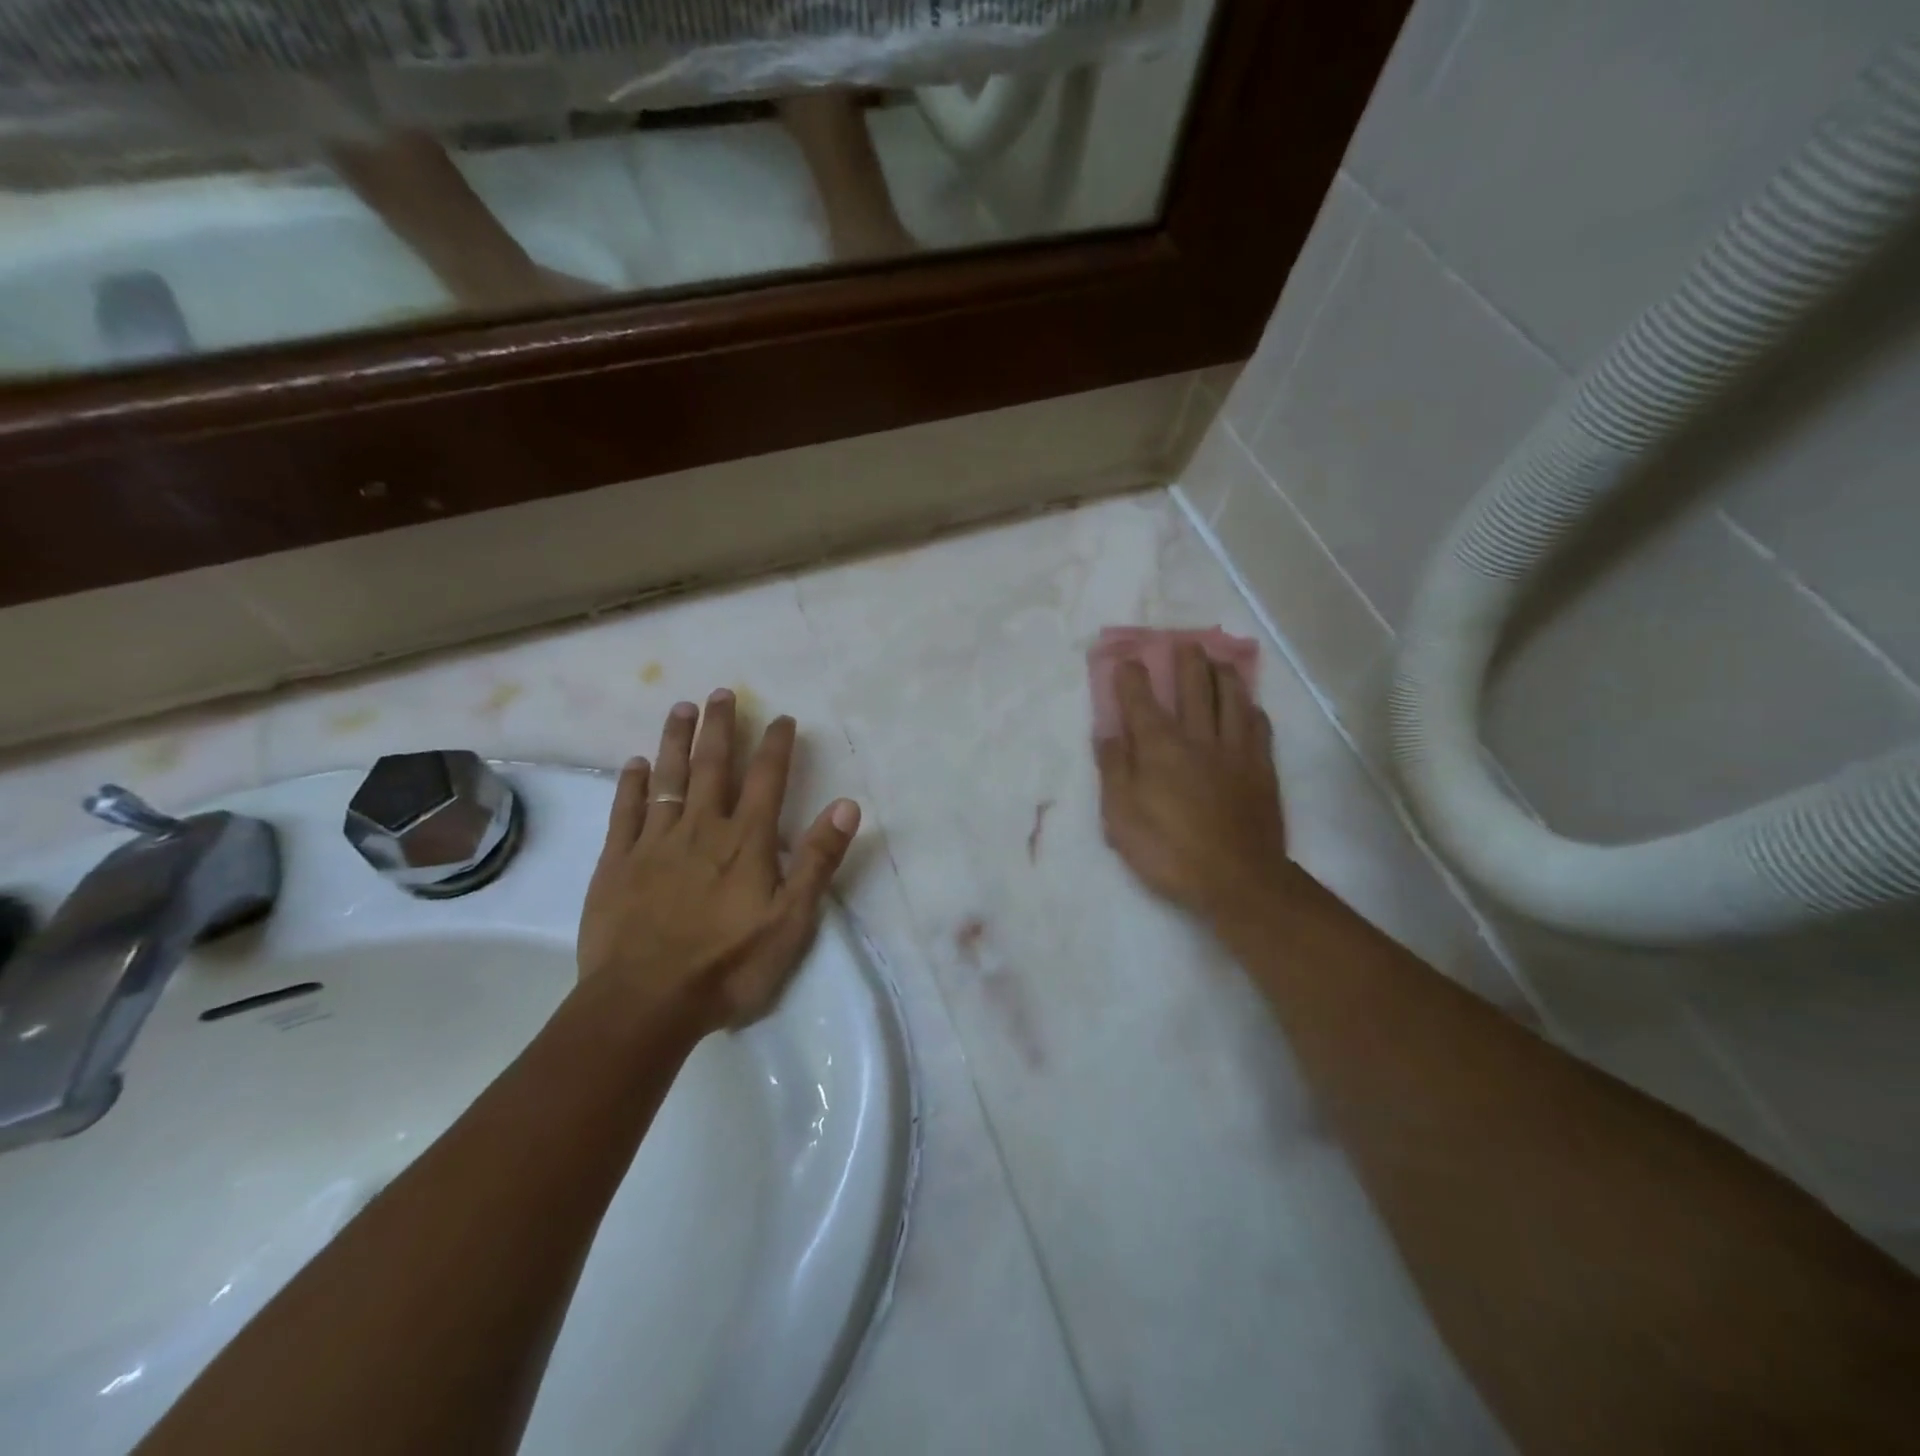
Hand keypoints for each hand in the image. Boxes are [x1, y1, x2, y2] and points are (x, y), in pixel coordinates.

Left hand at [578, 690, 860, 1034]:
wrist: (645, 1002)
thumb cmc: (727, 965)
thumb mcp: (791, 920)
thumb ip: (817, 860)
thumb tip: (847, 805)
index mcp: (745, 841)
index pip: (766, 780)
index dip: (775, 745)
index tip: (782, 717)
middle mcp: (701, 828)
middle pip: (712, 766)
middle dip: (720, 727)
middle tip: (721, 692)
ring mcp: (654, 843)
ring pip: (667, 778)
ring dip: (676, 741)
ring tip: (680, 708)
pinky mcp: (617, 863)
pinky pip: (625, 812)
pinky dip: (630, 784)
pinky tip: (633, 764)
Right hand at [1095, 647, 1293, 927]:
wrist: (1237, 879)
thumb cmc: (1168, 850)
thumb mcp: (1120, 817)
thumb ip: (1114, 769)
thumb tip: (1107, 732)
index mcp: (1160, 747)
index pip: (1141, 700)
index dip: (1131, 677)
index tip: (1126, 659)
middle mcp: (1198, 737)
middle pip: (1194, 685)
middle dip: (1185, 660)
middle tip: (1182, 644)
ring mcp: (1235, 750)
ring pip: (1231, 697)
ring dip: (1222, 674)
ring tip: (1217, 662)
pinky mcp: (1262, 768)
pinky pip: (1258, 726)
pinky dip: (1250, 708)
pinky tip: (1248, 706)